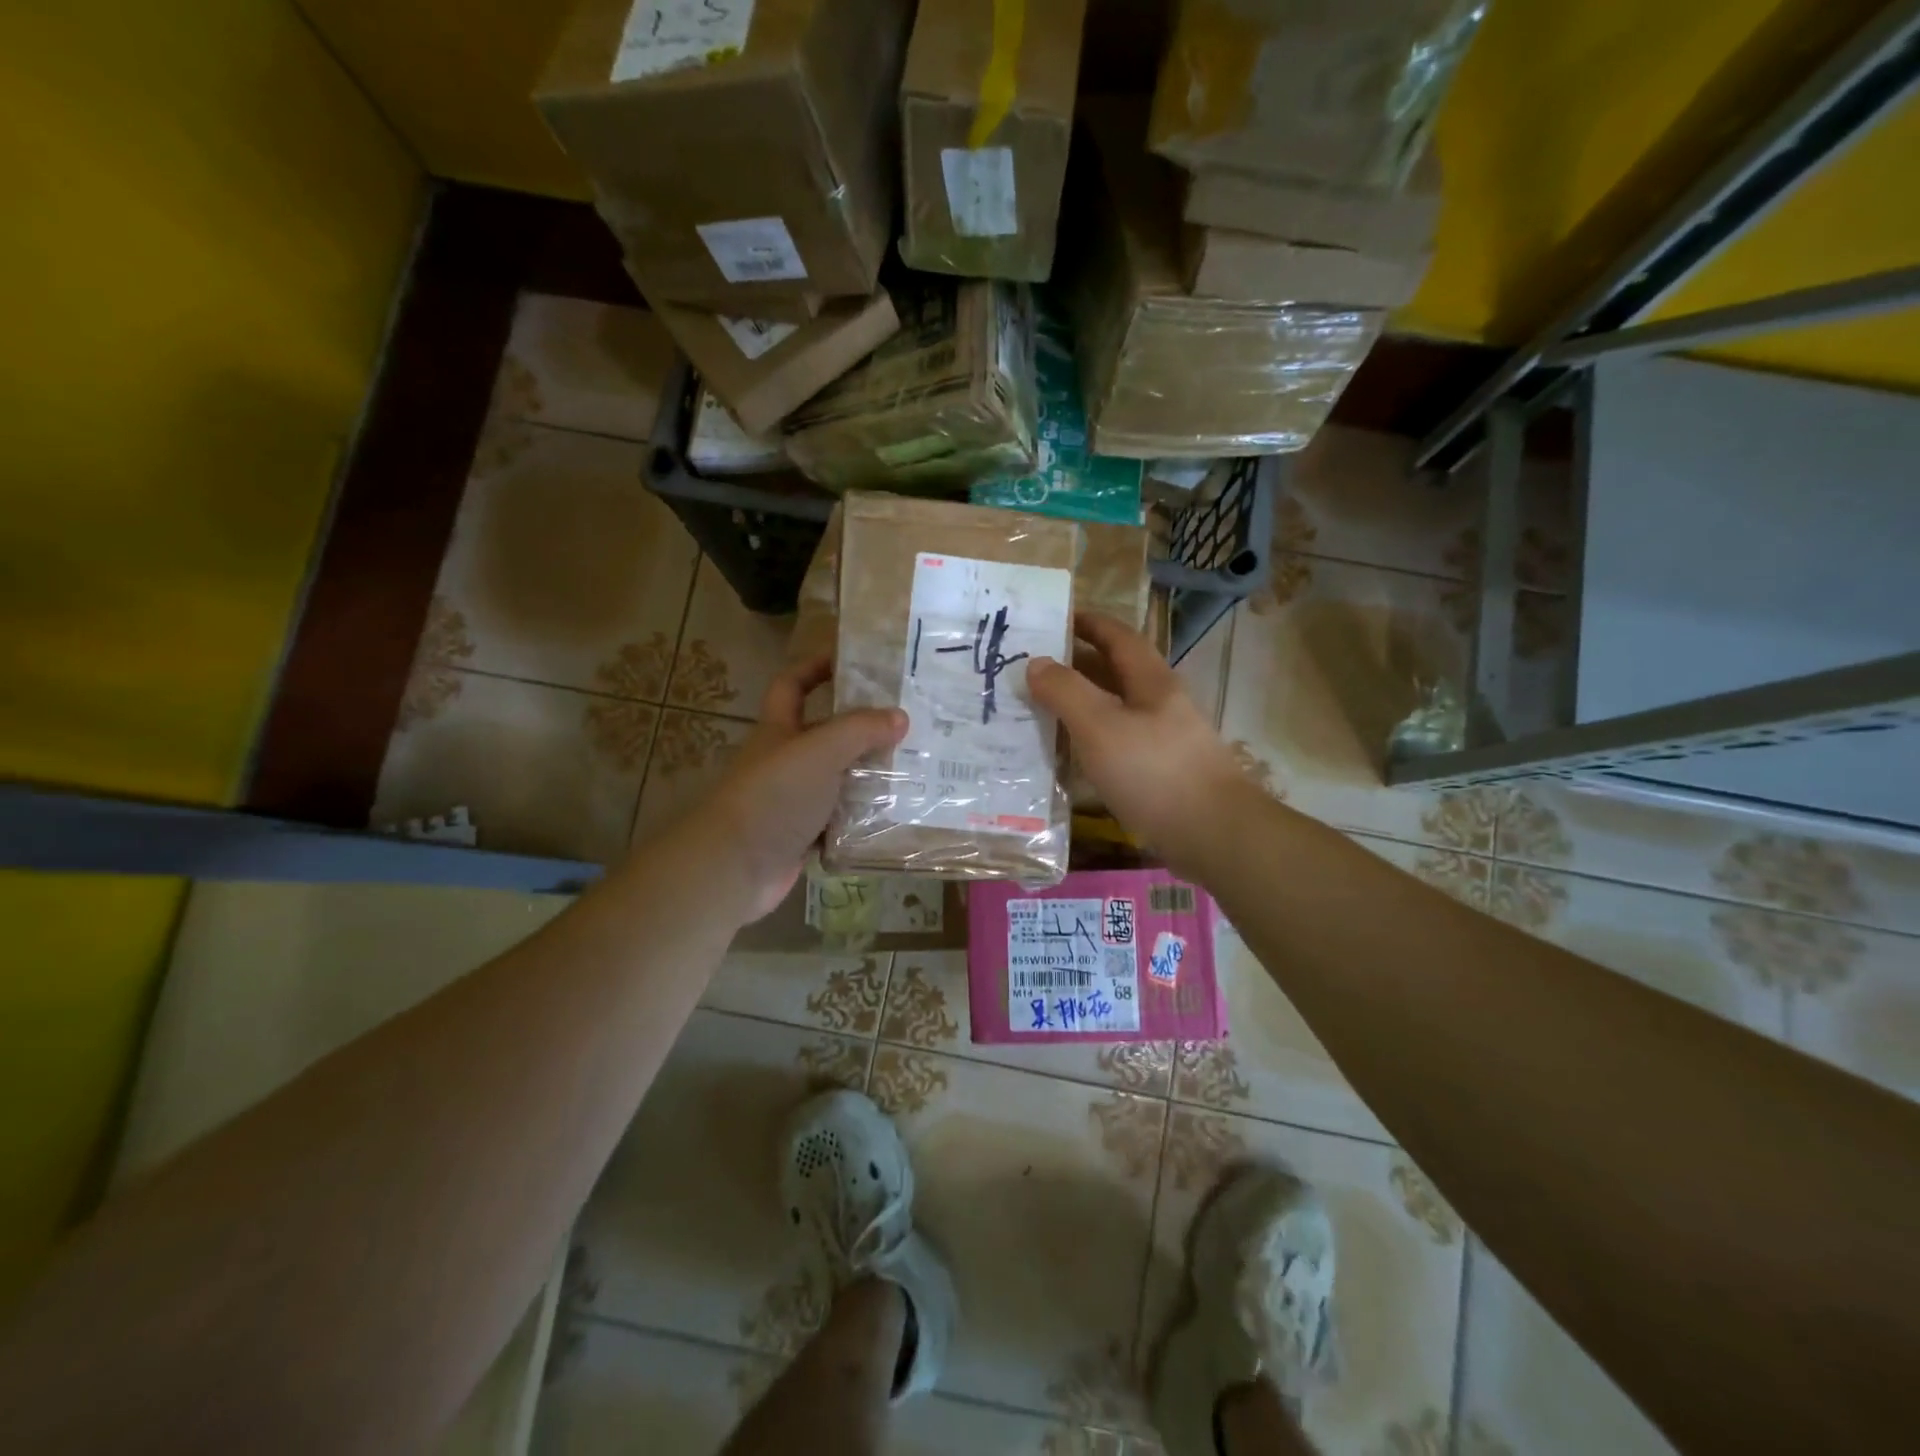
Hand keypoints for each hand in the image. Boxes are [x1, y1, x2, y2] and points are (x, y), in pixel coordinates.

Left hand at [698, 655, 906, 920]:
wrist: (734, 867)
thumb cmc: (774, 795)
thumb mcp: (821, 751)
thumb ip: (861, 730)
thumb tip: (900, 716)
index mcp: (779, 730)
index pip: (792, 685)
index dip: (816, 668)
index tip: (853, 661)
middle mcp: (785, 761)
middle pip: (825, 734)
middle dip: (862, 728)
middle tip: (908, 723)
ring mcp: (792, 801)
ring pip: (837, 780)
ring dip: (869, 776)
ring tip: (916, 769)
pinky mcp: (802, 837)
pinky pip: (840, 820)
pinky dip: (862, 818)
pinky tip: (896, 814)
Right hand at [1027, 612, 1248, 876]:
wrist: (1213, 833)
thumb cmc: (1154, 771)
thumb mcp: (1101, 726)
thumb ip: (1066, 691)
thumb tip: (1036, 662)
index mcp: (1151, 681)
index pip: (1118, 637)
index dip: (1089, 623)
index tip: (1055, 619)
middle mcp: (1161, 704)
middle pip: (1116, 672)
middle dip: (1077, 664)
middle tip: (1033, 668)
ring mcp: (1164, 739)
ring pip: (1116, 710)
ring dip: (1082, 704)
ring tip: (1040, 708)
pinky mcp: (1161, 772)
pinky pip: (1118, 743)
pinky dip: (1091, 739)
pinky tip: (1071, 754)